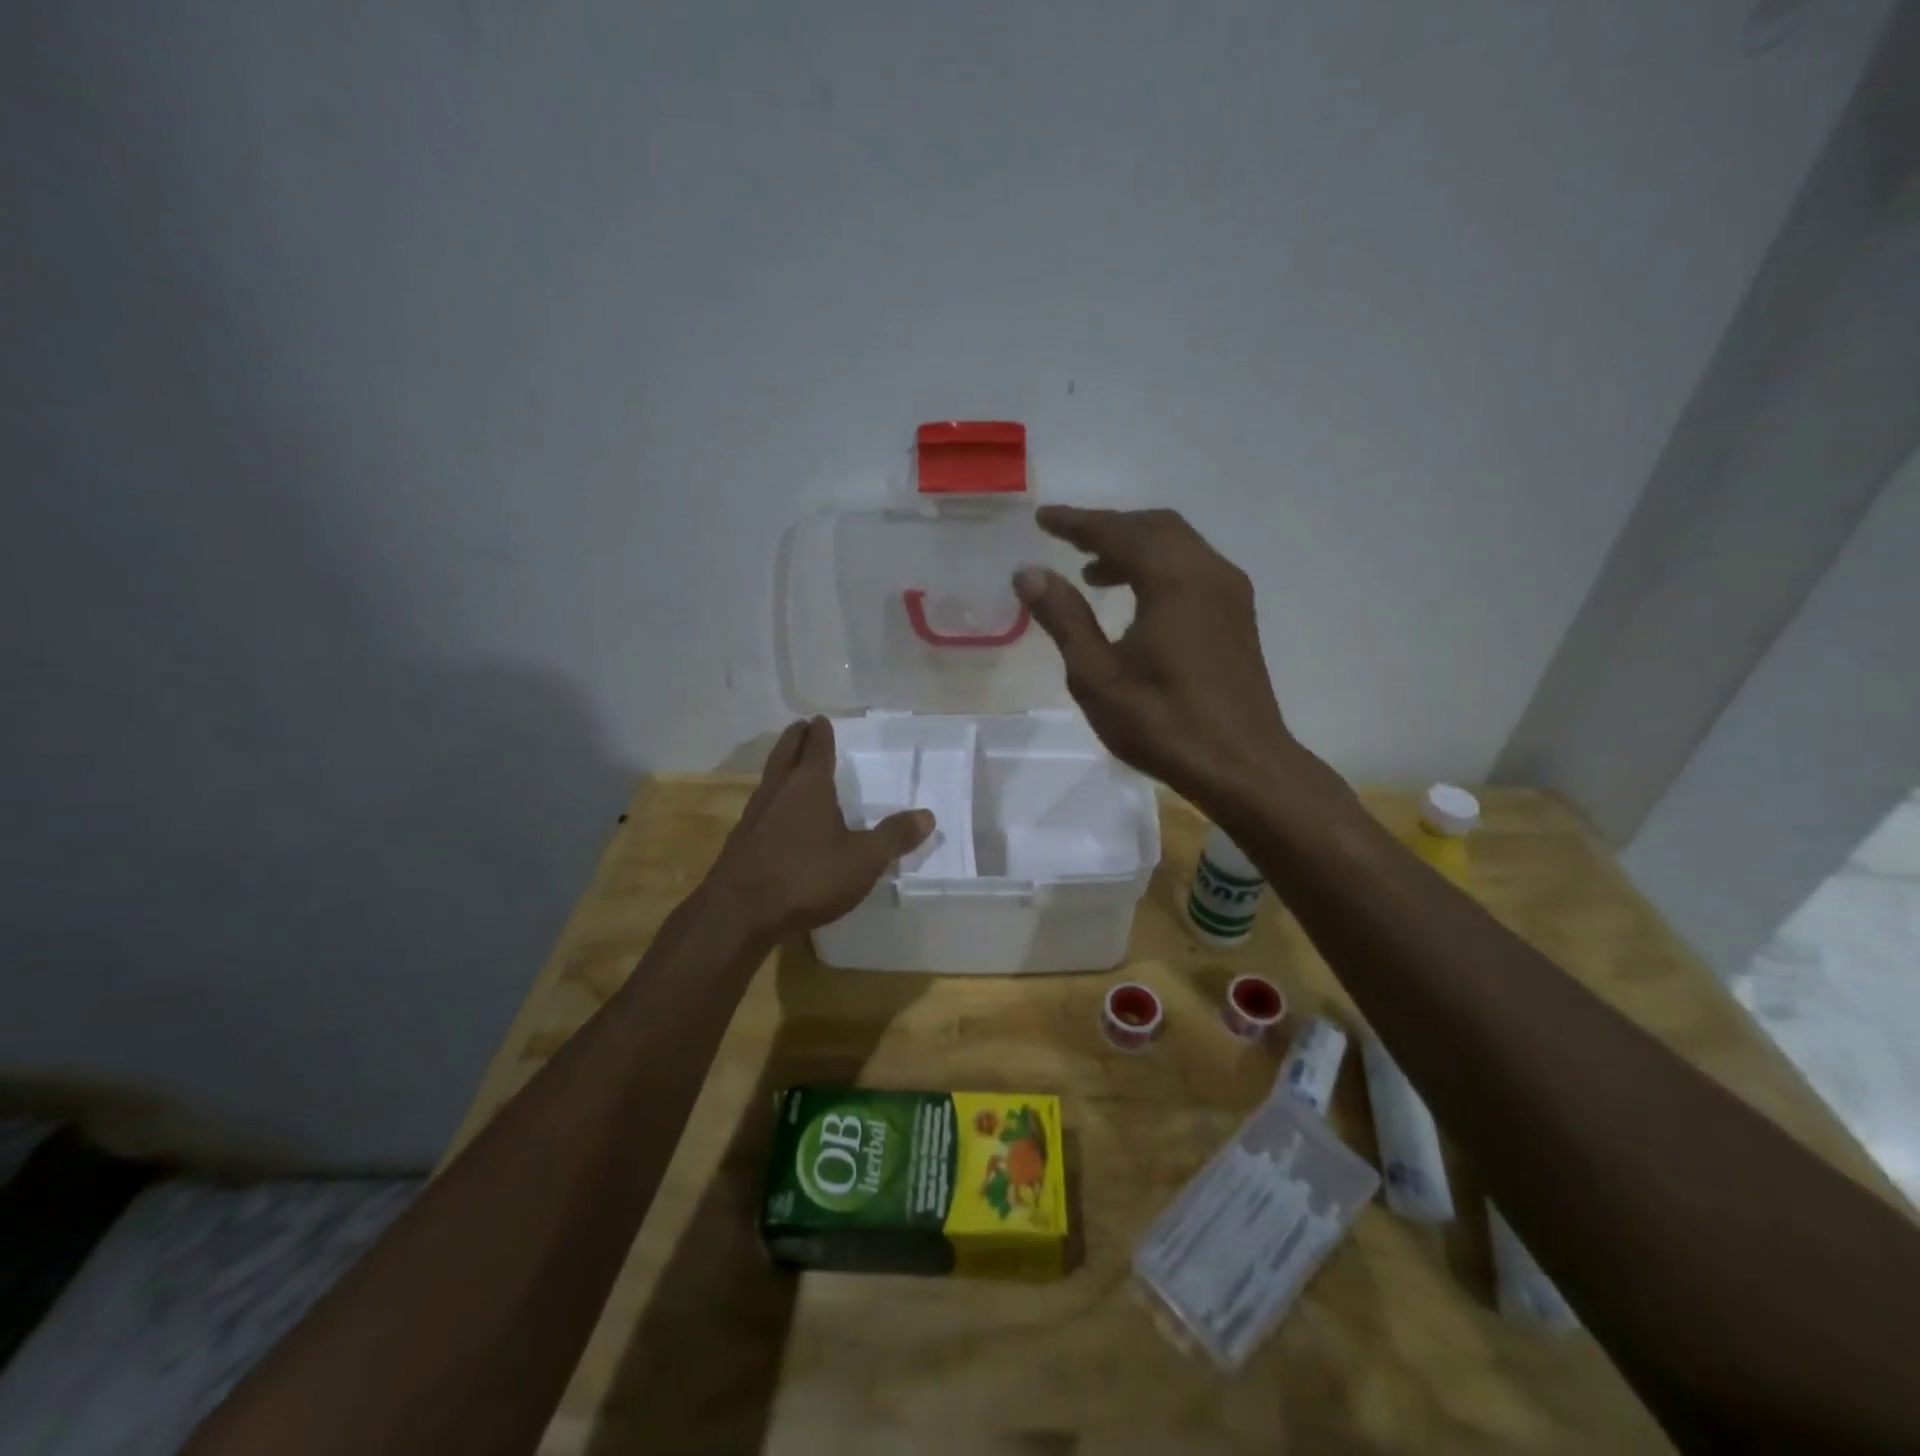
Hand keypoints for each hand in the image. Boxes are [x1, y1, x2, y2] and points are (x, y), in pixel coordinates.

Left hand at [705, 717, 933, 940]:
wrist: (739, 913)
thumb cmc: (807, 877)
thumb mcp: (863, 860)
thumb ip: (894, 837)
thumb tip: (927, 815)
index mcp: (809, 787)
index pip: (817, 750)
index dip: (821, 734)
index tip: (820, 720)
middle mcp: (779, 792)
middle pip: (786, 755)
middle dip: (795, 739)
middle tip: (800, 726)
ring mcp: (754, 816)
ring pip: (769, 779)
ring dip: (780, 765)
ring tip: (788, 763)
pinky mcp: (741, 842)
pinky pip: (760, 806)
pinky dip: (771, 797)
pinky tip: (775, 814)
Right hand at [1014, 506, 1305, 809]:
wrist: (1242, 767)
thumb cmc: (1163, 723)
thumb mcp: (1097, 675)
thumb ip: (1064, 618)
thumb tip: (1029, 573)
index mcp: (1175, 579)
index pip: (1119, 531)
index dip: (1077, 523)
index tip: (1043, 518)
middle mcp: (1209, 572)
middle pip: (1155, 527)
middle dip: (1110, 528)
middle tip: (1067, 540)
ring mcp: (1230, 594)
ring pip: (1178, 546)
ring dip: (1135, 548)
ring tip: (1093, 574)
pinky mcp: (1237, 618)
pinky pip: (1193, 569)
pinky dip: (1158, 568)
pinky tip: (1136, 600)